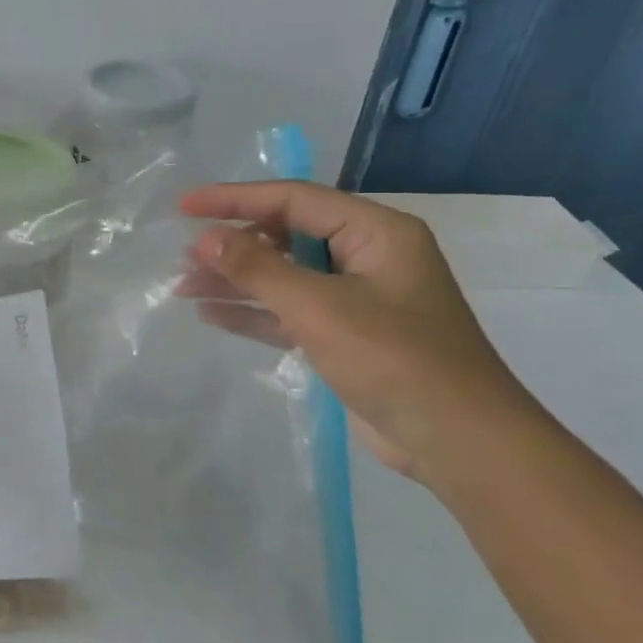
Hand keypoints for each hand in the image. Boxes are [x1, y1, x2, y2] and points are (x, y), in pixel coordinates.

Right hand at [179, 181, 541, 481]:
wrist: (459, 444)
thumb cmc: (394, 359)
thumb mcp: (320, 308)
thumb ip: (258, 268)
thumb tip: (205, 238)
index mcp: (374, 232)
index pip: (294, 199)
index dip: (235, 199)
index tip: (185, 206)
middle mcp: (365, 256)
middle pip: (286, 236)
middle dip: (233, 246)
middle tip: (183, 257)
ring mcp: (356, 298)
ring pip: (283, 276)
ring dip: (236, 280)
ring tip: (183, 285)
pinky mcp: (345, 336)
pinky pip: (289, 312)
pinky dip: (253, 312)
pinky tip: (211, 313)